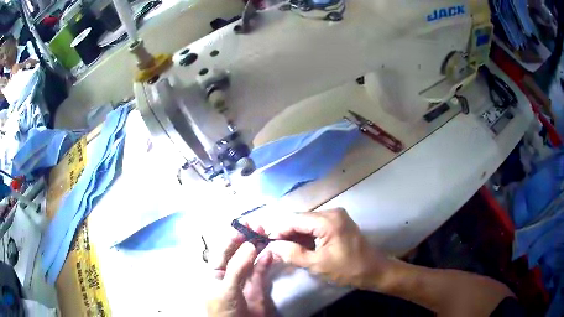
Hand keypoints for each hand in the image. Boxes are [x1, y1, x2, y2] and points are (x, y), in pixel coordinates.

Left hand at [207, 225, 274, 316]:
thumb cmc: (223, 309)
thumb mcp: (226, 288)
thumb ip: (237, 267)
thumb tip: (250, 245)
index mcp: (214, 272)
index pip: (222, 250)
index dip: (232, 237)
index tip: (244, 225)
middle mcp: (228, 273)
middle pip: (237, 252)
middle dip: (246, 239)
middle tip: (258, 226)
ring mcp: (243, 279)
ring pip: (250, 260)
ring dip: (257, 247)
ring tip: (265, 234)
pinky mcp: (257, 287)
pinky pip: (260, 271)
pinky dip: (265, 261)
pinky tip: (269, 252)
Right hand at [267, 208, 390, 288]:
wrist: (374, 270)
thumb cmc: (348, 269)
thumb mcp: (318, 265)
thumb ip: (293, 254)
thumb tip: (272, 246)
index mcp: (328, 220)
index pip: (294, 220)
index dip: (278, 230)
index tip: (266, 242)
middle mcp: (331, 212)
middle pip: (300, 219)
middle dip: (285, 233)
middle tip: (273, 248)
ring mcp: (336, 216)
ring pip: (307, 223)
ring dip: (295, 235)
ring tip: (282, 249)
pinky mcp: (337, 223)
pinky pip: (315, 226)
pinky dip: (305, 236)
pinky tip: (298, 247)